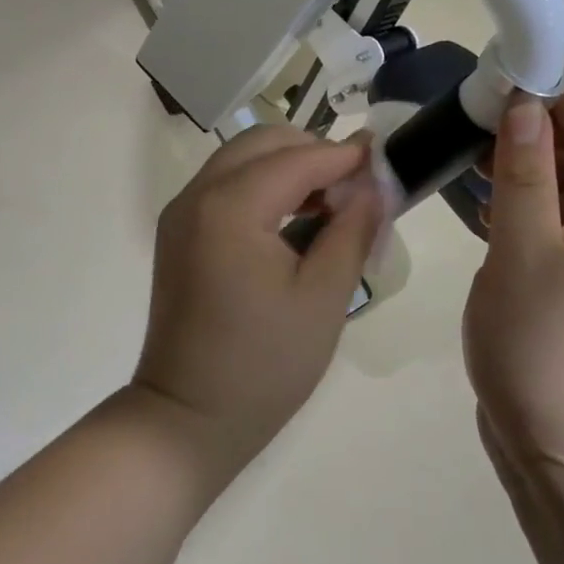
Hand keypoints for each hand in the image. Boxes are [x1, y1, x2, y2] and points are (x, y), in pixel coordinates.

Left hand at [134, 126, 381, 466]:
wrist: (187, 419)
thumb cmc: (264, 365)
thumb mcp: (324, 298)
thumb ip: (353, 230)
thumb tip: (374, 185)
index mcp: (231, 207)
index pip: (298, 158)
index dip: (345, 155)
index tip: (386, 159)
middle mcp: (197, 196)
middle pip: (262, 143)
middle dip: (313, 152)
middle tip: (356, 186)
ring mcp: (181, 214)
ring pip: (241, 160)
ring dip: (287, 167)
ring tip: (331, 203)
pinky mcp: (178, 234)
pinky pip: (225, 186)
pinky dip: (262, 186)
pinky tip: (293, 220)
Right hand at [463, 62, 563, 473]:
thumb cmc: (546, 353)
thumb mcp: (525, 255)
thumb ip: (524, 174)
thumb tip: (525, 103)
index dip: (558, 77)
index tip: (515, 38)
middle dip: (531, 112)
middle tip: (473, 79)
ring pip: (557, 182)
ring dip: (518, 152)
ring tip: (466, 117)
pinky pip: (544, 216)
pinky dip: (513, 194)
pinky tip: (476, 178)